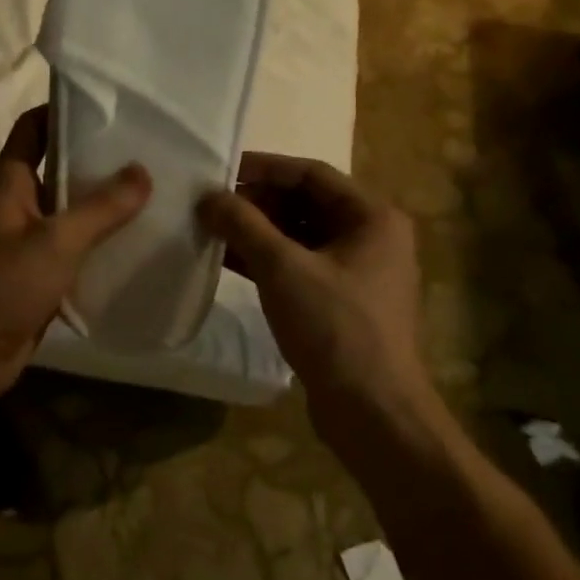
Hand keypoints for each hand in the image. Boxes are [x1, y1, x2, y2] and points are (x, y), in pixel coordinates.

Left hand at [0, 106, 149, 404]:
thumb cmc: (3, 286)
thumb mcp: (56, 241)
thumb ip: (101, 207)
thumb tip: (142, 171)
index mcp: (9, 182)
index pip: (34, 127)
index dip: (65, 110)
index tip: (112, 106)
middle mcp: (18, 203)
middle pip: (58, 166)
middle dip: (98, 158)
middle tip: (149, 150)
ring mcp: (28, 239)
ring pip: (70, 209)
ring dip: (104, 202)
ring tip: (154, 190)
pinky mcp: (41, 272)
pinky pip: (75, 245)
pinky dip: (101, 240)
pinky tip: (138, 240)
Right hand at [199, 154, 439, 446]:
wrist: (372, 411)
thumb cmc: (335, 327)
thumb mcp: (283, 268)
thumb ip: (244, 225)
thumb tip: (207, 197)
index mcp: (372, 217)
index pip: (311, 174)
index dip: (264, 168)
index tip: (220, 171)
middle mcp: (370, 237)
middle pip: (305, 204)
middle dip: (256, 203)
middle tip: (210, 205)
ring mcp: (356, 272)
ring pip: (299, 237)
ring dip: (256, 233)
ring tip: (210, 230)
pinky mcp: (339, 302)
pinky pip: (298, 266)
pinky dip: (265, 262)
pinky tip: (226, 262)